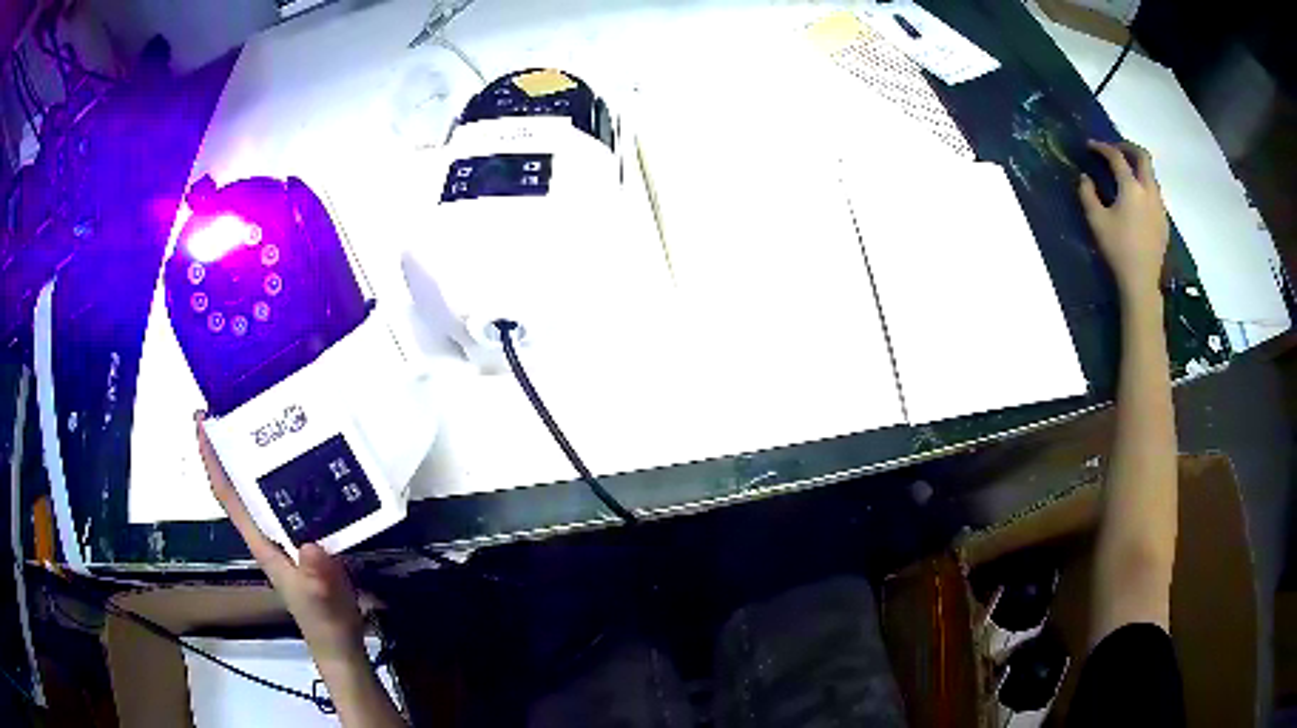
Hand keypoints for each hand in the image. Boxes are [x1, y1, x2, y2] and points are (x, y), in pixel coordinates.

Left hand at [195, 411, 366, 666]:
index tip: (203, 422)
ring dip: (262, 455)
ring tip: (273, 420)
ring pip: (267, 487)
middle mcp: (267, 530)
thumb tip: (310, 544)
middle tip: (241, 403)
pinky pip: (295, 497)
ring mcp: (286, 533)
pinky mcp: (307, 535)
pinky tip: (312, 459)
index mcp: (260, 541)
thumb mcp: (321, 600)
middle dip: (233, 445)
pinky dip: (295, 475)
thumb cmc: (324, 619)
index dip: (213, 460)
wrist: (339, 640)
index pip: (228, 495)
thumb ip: (316, 577)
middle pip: (242, 482)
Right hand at [1078, 140, 1168, 301]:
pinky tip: (1136, 200)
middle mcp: (1149, 190)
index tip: (1091, 146)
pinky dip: (1144, 187)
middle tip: (1115, 149)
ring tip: (1126, 174)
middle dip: (1128, 148)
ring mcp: (1159, 206)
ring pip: (1151, 176)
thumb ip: (1088, 194)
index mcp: (1131, 187)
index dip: (1102, 147)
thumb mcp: (1096, 221)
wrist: (1141, 282)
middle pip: (1143, 157)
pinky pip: (1155, 194)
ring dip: (1138, 168)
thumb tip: (1085, 178)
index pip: (1116, 157)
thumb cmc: (1118, 250)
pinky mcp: (1164, 221)